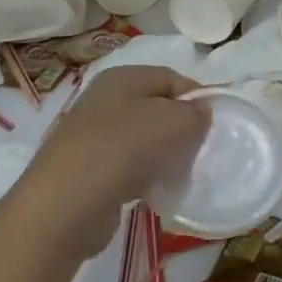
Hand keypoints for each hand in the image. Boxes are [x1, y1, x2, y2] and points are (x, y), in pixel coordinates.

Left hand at [9, 66, 208, 258]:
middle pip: (156, 108)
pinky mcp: (89, 171)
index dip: (196, 96)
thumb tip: (200, 111)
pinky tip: (154, 191)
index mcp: (121, 78)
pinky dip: (145, 176)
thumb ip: (195, 112)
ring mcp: (92, 137)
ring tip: (179, 172)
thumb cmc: (124, 149)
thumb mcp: (173, 121)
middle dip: (181, 127)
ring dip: (164, 154)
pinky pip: (128, 166)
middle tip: (200, 149)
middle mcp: (103, 101)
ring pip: (143, 139)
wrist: (66, 204)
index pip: (170, 77)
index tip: (215, 123)